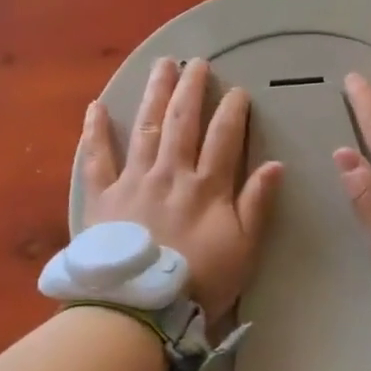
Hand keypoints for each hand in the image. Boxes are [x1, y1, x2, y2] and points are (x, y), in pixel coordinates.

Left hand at [79, 57, 281, 320]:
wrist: (140, 307)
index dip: (232, 111)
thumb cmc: (198, 282)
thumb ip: (257, 205)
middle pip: (182, 122)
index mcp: (206, 187)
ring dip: (155, 94)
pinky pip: (98, 158)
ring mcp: (134, 181)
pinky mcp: (103, 196)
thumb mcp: (243, 249)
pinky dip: (96, 132)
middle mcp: (171, 173)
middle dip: (191, 89)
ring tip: (161, 66)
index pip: (224, 138)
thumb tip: (274, 164)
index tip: (237, 90)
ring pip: (146, 128)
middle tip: (196, 62)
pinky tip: (97, 106)